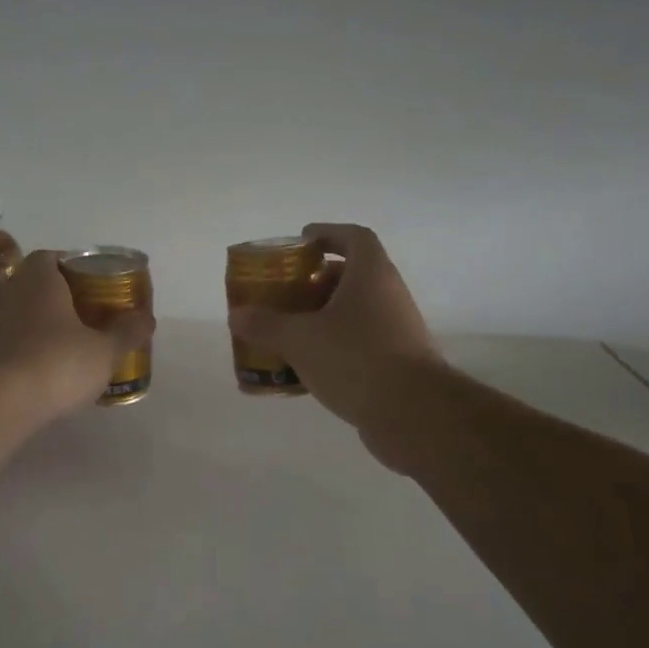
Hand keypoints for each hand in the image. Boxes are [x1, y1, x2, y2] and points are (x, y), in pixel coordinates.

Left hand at [0, 251, 155, 421]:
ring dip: (49, 323)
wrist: (3, 403)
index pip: (51, 257)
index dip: (73, 266)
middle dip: (64, 296)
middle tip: (93, 311)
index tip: (94, 282)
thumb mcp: (105, 350)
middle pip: (39, 285)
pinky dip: (36, 347)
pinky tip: (56, 367)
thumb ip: (127, 332)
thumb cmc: (58, 363)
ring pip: (28, 314)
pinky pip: (19, 341)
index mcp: (40, 279)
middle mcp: (13, 293)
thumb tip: (147, 319)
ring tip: (79, 341)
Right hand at [228, 224, 444, 454]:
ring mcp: (397, 329)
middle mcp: (389, 295)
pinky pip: (360, 342)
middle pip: (352, 275)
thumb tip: (236, 315)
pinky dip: (333, 345)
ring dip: (324, 315)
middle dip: (317, 280)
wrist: (413, 414)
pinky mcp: (397, 361)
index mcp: (371, 275)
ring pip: (355, 311)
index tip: (302, 241)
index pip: (354, 237)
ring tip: (289, 329)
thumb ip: (265, 325)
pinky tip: (306, 366)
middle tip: (286, 291)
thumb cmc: (355, 359)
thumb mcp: (299, 339)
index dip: (328, 233)